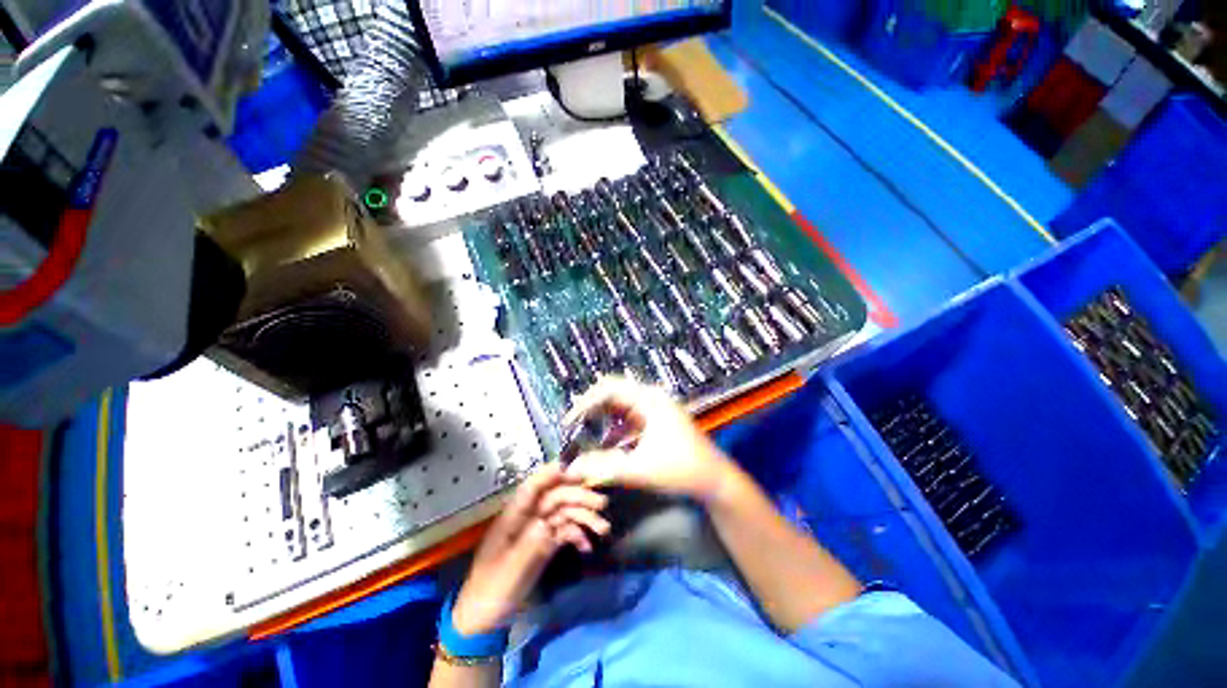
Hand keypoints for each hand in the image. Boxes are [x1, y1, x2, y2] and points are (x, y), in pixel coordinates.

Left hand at [451, 464, 609, 634]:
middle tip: (602, 503)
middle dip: (578, 497)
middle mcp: (527, 518)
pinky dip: (578, 536)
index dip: (549, 475)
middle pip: (555, 498)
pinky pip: (565, 531)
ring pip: (564, 513)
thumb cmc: (491, 591)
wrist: (484, 618)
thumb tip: (548, 524)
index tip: (571, 468)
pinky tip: (588, 547)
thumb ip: (529, 546)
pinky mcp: (545, 543)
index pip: (532, 488)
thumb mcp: (509, 572)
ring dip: (584, 517)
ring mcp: (537, 530)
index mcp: (513, 518)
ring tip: (604, 528)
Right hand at [564, 376, 734, 501]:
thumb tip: (572, 468)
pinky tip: (606, 445)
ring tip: (583, 433)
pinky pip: (628, 419)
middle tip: (572, 426)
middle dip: (591, 409)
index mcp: (648, 400)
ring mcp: (654, 409)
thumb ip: (604, 468)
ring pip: (619, 406)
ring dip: (602, 419)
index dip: (585, 402)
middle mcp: (650, 398)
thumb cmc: (682, 469)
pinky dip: (615, 429)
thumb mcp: (640, 469)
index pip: (608, 389)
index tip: (569, 422)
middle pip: (613, 393)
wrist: (715, 480)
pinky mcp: (655, 421)